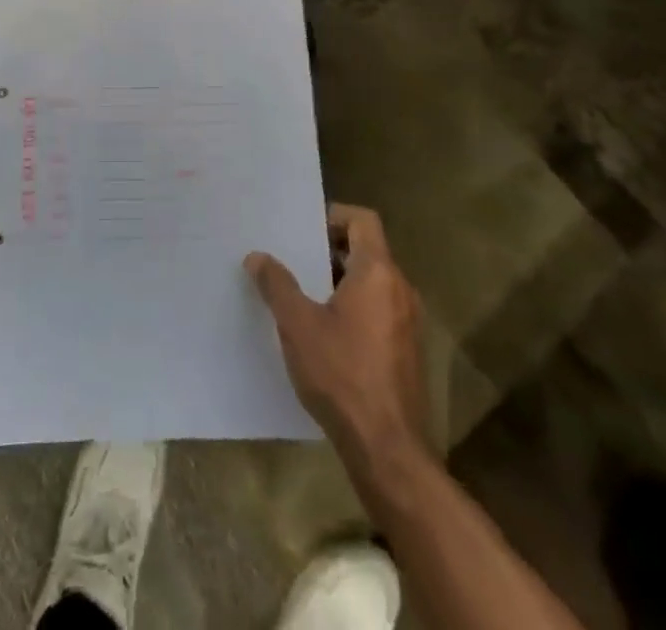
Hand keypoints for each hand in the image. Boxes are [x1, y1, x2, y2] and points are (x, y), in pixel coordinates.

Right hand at [246, 204, 429, 471]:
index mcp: (379, 272)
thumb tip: (257, 256)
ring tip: (303, 292)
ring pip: (373, 282)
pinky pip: (380, 309)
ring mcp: (409, 321)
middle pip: (368, 249)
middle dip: (330, 249)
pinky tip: (325, 331)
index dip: (333, 215)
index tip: (302, 228)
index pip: (363, 220)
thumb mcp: (298, 325)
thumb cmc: (342, 375)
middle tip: (294, 257)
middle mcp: (401, 289)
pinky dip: (354, 306)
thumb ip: (277, 285)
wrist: (388, 450)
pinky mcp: (407, 350)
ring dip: (341, 280)